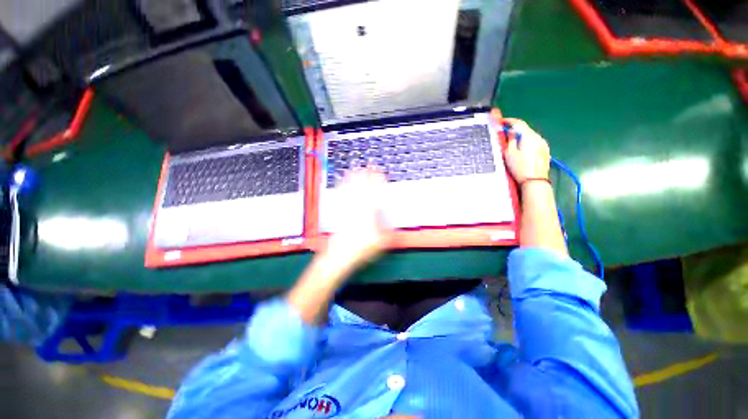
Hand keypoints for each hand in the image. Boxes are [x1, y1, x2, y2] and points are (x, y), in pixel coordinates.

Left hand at [324, 167, 391, 270]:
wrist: (340, 254)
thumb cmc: (361, 248)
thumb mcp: (381, 241)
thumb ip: (389, 230)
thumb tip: (393, 223)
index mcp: (369, 212)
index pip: (375, 192)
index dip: (378, 181)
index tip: (380, 173)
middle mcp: (358, 207)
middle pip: (363, 187)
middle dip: (366, 175)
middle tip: (369, 165)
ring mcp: (348, 209)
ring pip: (351, 189)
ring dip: (354, 178)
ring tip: (356, 168)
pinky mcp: (340, 212)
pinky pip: (341, 197)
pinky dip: (342, 187)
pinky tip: (341, 183)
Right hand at [502, 119, 550, 183]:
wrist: (535, 181)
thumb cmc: (520, 168)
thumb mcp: (509, 154)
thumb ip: (510, 140)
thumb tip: (511, 132)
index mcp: (528, 137)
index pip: (519, 123)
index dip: (509, 121)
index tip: (502, 122)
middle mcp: (538, 138)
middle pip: (525, 129)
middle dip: (515, 131)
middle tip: (505, 136)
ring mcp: (543, 144)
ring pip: (530, 136)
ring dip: (521, 138)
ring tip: (512, 146)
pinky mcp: (545, 151)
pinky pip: (534, 142)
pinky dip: (527, 143)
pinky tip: (522, 151)